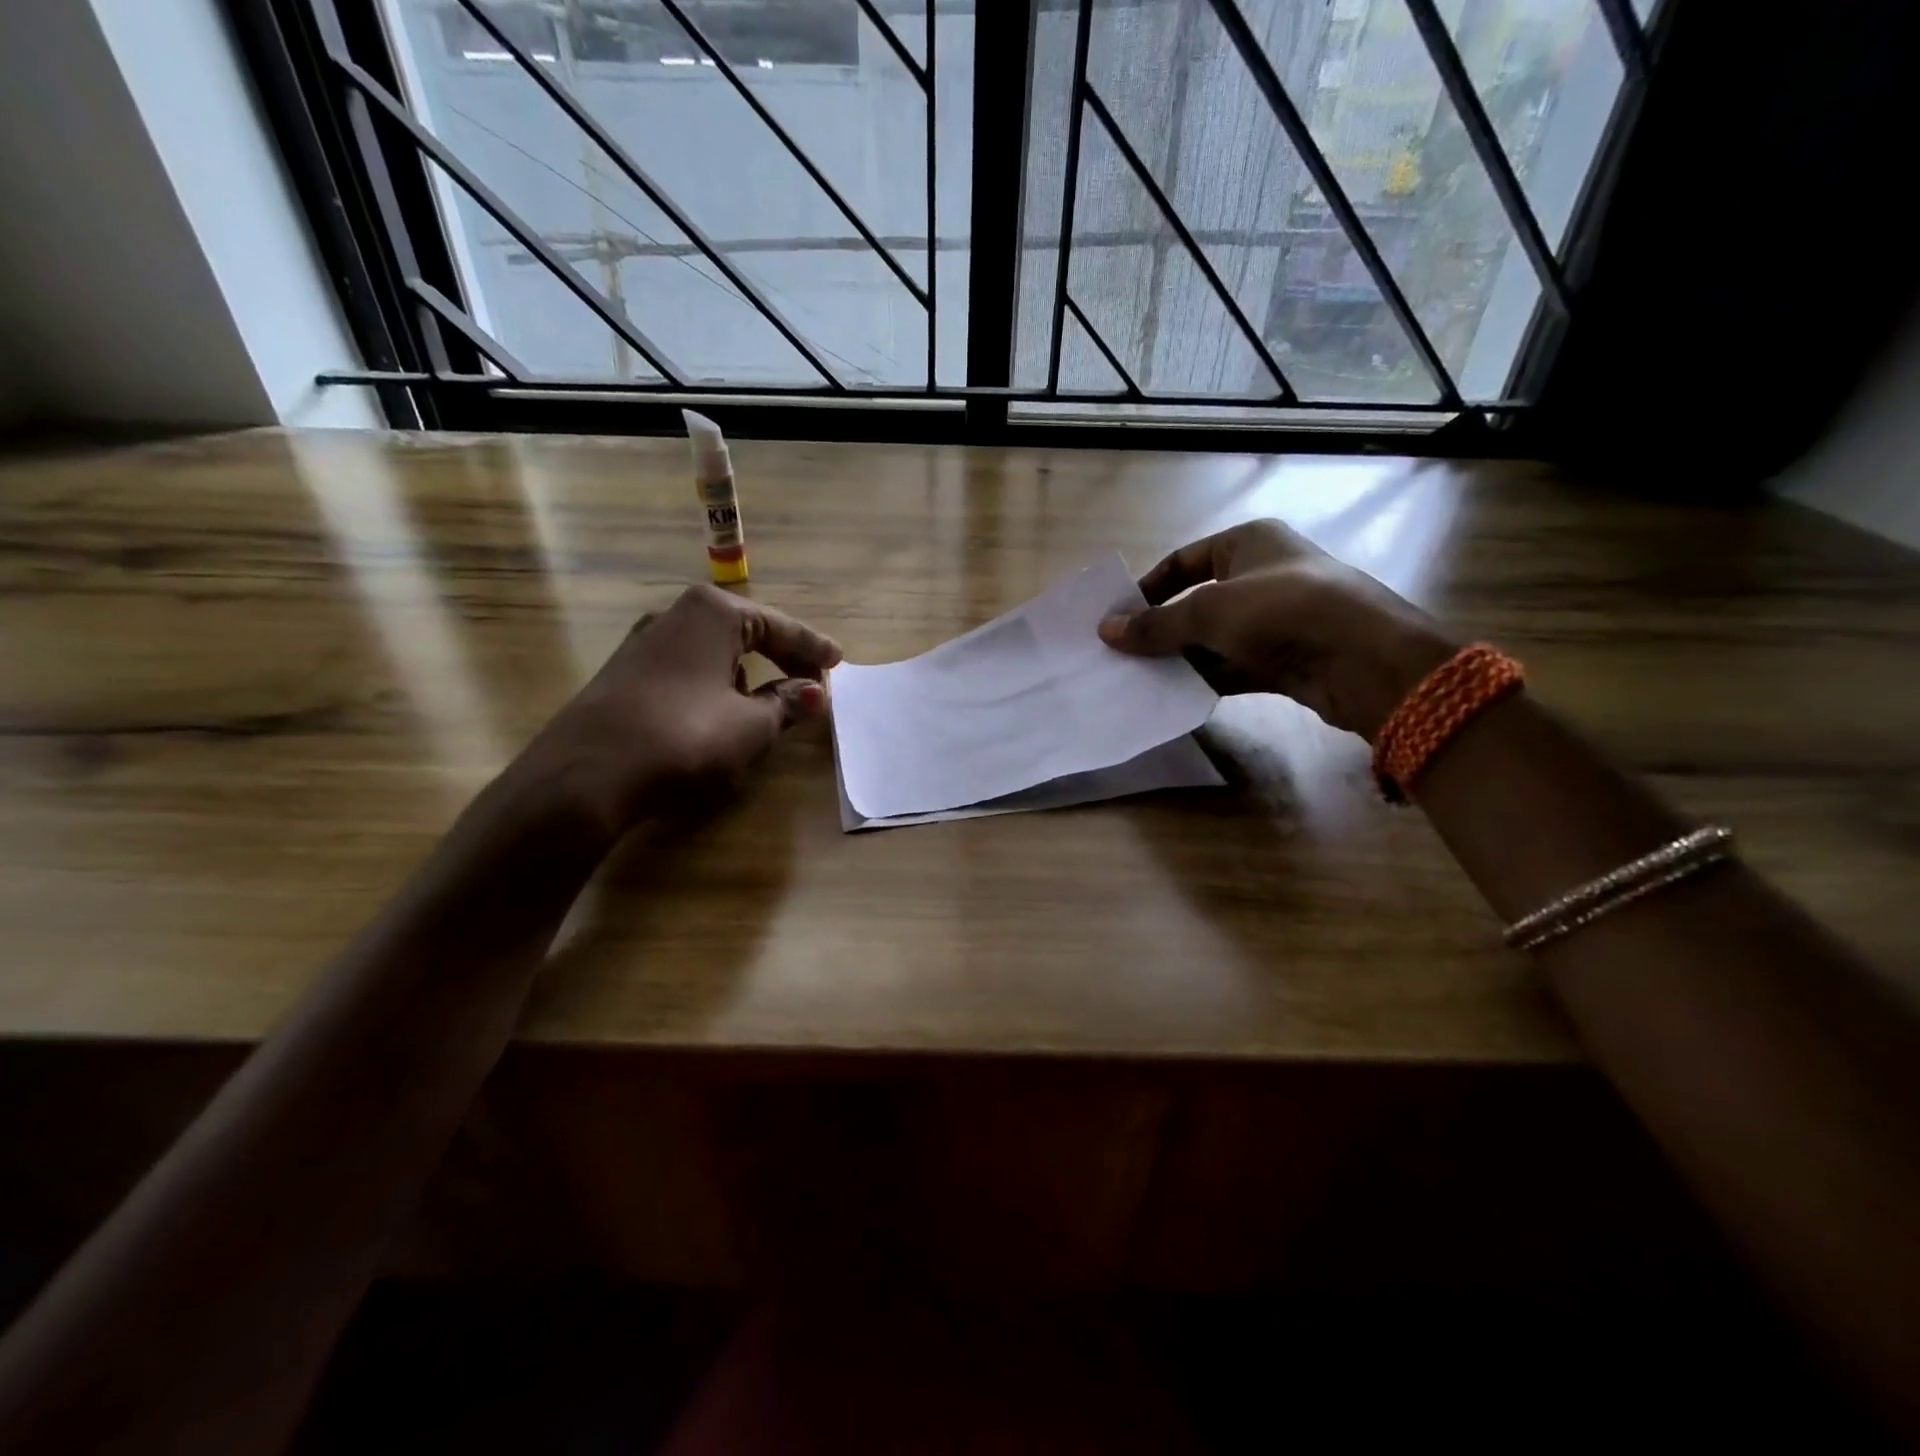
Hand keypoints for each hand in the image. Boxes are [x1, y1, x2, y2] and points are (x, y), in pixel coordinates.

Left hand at [530, 584, 841, 826]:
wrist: (587, 773)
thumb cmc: (685, 736)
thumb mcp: (751, 725)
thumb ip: (787, 704)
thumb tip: (816, 693)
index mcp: (713, 613)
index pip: (779, 626)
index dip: (812, 647)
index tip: (839, 661)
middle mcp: (676, 615)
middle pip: (745, 632)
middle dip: (781, 657)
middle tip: (812, 681)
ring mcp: (644, 643)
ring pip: (713, 651)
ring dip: (747, 672)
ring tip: (770, 701)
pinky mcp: (625, 673)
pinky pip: (688, 670)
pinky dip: (716, 683)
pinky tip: (720, 711)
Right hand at [1098, 519, 1454, 739]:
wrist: (1365, 661)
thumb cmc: (1283, 611)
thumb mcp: (1209, 612)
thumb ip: (1155, 625)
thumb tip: (1105, 631)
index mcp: (1248, 543)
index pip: (1183, 560)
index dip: (1149, 587)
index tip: (1119, 617)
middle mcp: (1262, 575)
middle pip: (1196, 601)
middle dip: (1162, 629)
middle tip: (1123, 654)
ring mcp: (1275, 620)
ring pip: (1213, 638)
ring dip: (1181, 658)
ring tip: (1139, 679)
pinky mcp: (1284, 658)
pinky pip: (1232, 666)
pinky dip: (1206, 678)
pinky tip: (1175, 695)